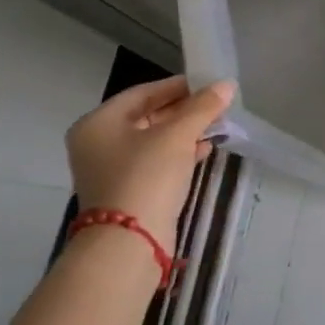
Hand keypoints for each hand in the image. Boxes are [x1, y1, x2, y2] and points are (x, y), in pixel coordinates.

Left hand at [65, 76, 235, 240]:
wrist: (129, 241)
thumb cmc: (146, 176)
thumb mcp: (178, 135)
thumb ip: (202, 107)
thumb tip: (227, 85)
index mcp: (98, 123)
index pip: (143, 93)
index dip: (178, 86)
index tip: (210, 83)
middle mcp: (99, 143)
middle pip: (147, 115)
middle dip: (184, 109)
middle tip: (217, 103)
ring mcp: (111, 169)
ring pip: (154, 139)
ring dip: (185, 131)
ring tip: (218, 123)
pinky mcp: (128, 189)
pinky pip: (156, 161)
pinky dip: (180, 152)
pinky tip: (206, 148)